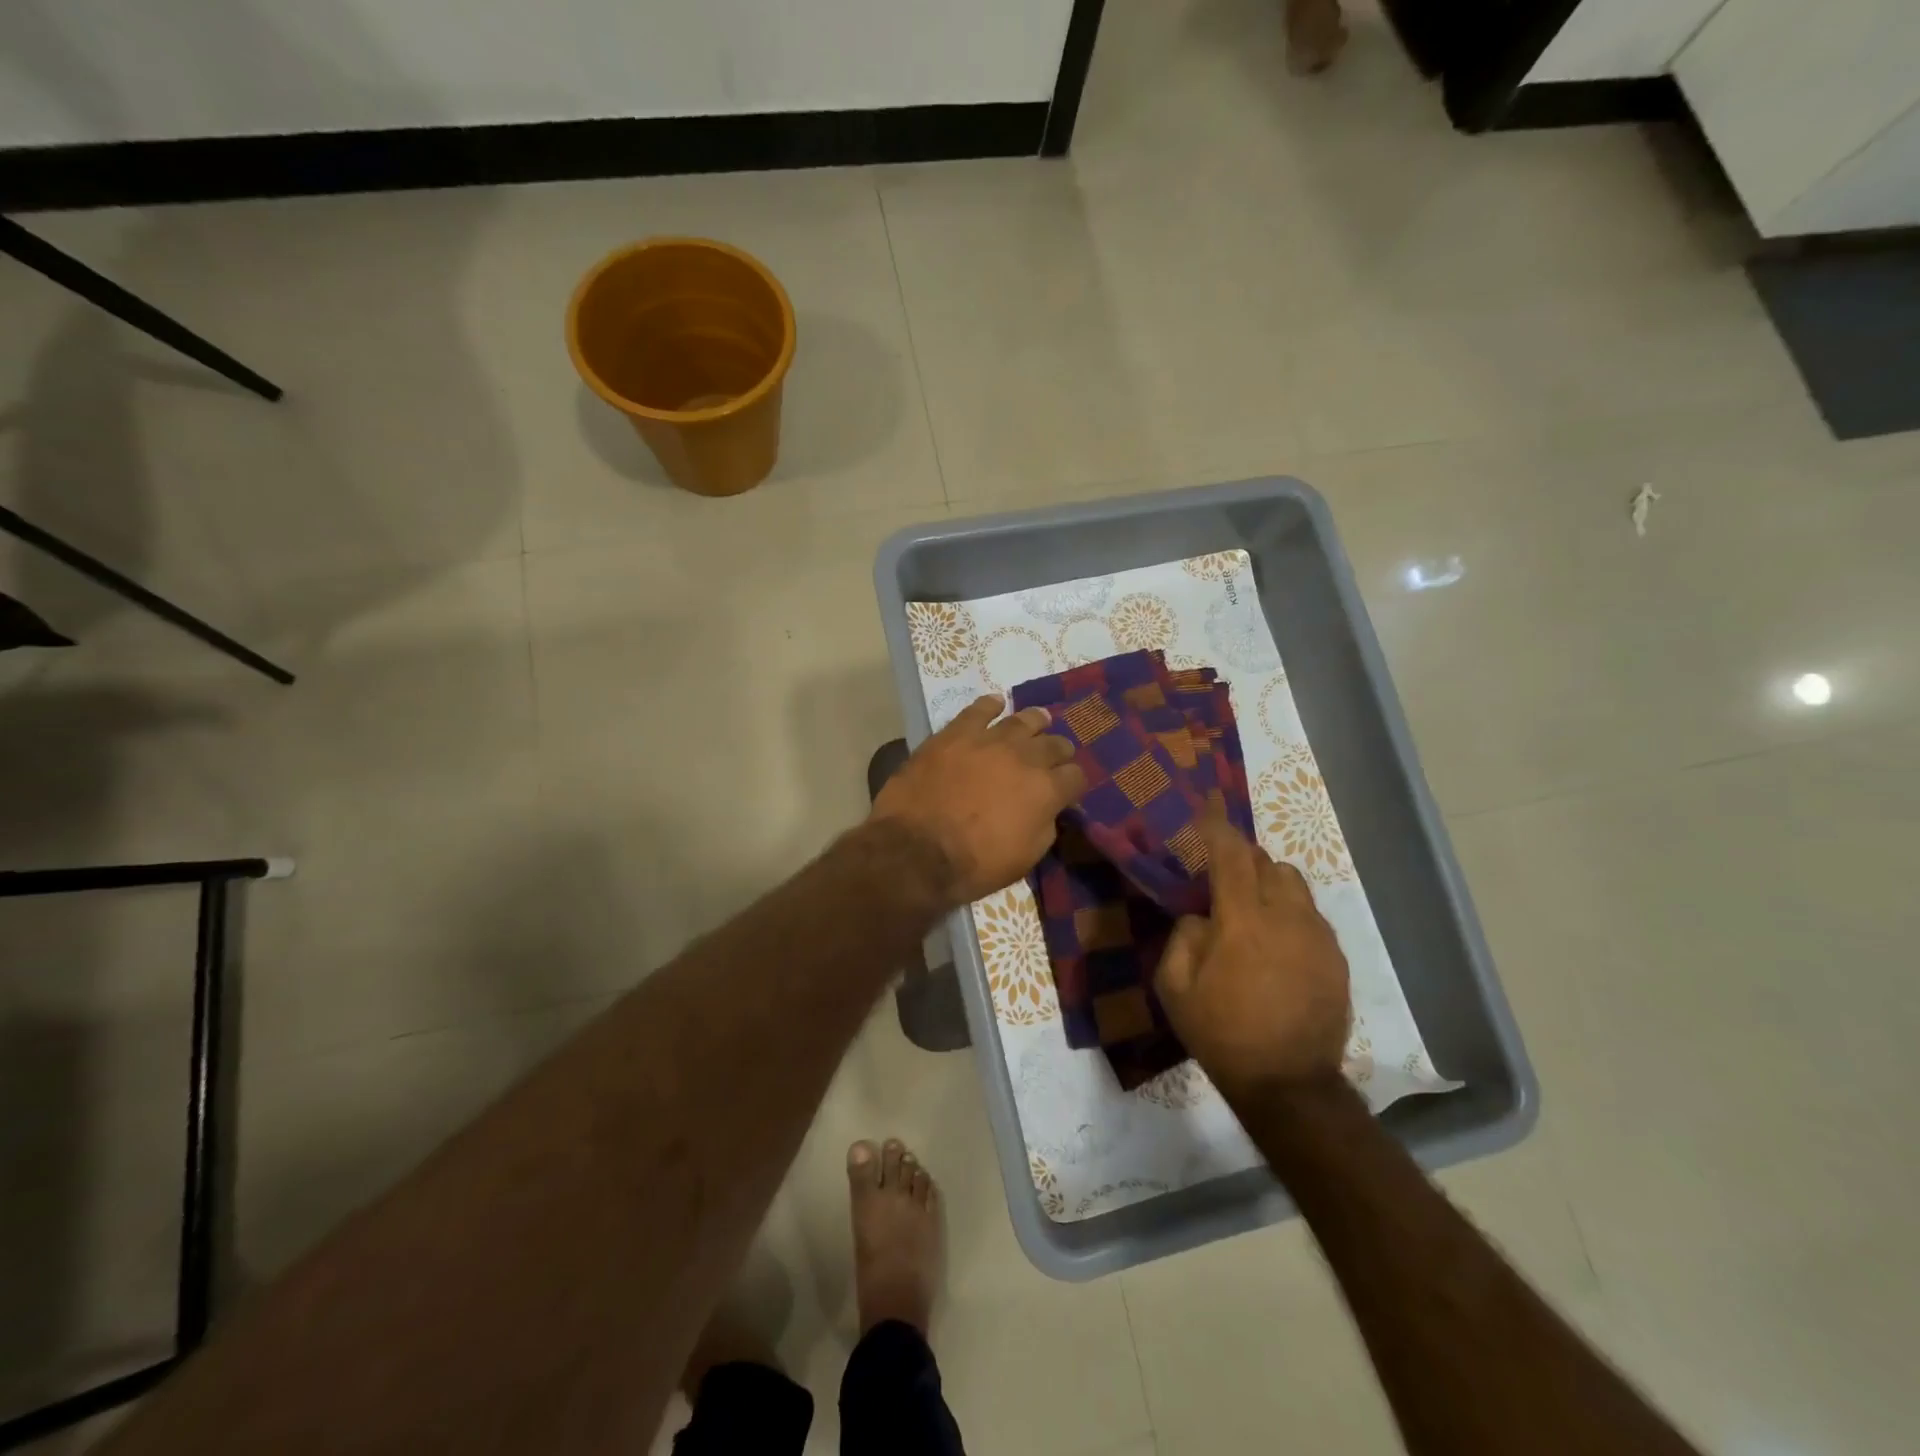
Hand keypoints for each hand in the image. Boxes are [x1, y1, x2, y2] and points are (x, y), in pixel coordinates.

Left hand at [871, 696, 1086, 906]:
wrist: (917, 850)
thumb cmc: (975, 864)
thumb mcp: (1025, 858)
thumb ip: (1044, 826)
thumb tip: (1048, 810)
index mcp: (1047, 790)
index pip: (1075, 776)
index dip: (1073, 783)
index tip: (1067, 789)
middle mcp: (1025, 757)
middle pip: (1053, 744)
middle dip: (1058, 751)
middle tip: (1054, 756)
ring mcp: (989, 740)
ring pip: (1022, 720)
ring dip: (1034, 722)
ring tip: (1038, 720)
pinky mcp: (955, 733)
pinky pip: (978, 710)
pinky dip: (990, 705)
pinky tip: (995, 703)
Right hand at [1156, 811, 1350, 1093]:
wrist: (1288, 1084)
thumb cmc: (1222, 1033)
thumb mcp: (1175, 988)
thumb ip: (1183, 937)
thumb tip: (1202, 916)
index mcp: (1243, 920)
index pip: (1231, 856)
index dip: (1217, 827)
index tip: (1207, 806)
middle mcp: (1286, 917)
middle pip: (1268, 863)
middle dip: (1243, 860)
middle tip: (1222, 881)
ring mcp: (1317, 937)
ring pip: (1295, 885)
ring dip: (1269, 884)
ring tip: (1252, 913)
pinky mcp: (1336, 959)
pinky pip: (1311, 916)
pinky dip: (1290, 914)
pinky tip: (1277, 946)